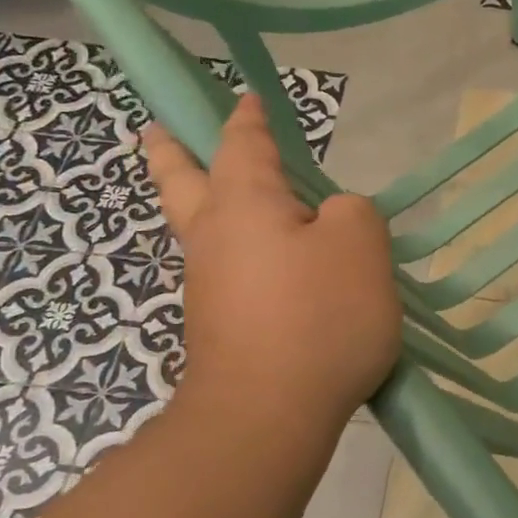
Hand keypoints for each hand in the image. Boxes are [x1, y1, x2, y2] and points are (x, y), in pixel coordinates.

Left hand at [142, 94, 401, 431]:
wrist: (267, 416)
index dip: (248, 120)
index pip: (243, 145)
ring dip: (201, 205)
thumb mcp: (360, 244)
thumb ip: (352, 211)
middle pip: (182, 183)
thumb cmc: (317, 316)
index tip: (247, 100)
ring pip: (201, 231)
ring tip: (220, 195)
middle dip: (172, 154)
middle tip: (156, 133)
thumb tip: (330, 218)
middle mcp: (214, 238)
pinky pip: (227, 273)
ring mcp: (209, 287)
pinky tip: (270, 268)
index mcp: (244, 204)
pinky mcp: (219, 328)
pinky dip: (237, 255)